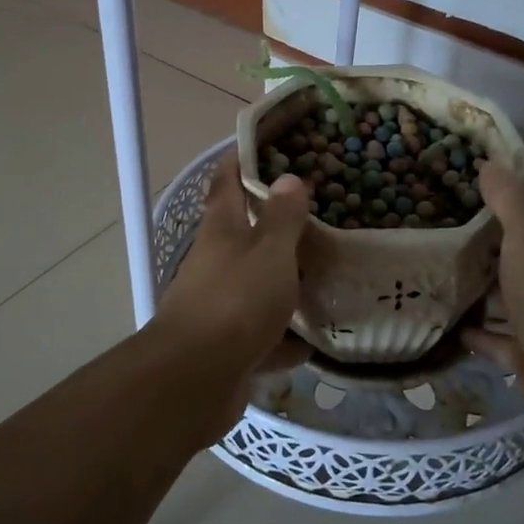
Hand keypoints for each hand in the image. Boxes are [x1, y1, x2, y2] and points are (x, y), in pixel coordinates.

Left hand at [150, 152, 310, 437]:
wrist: (196, 379)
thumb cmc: (236, 300)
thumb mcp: (269, 251)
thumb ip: (282, 217)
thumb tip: (288, 178)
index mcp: (221, 229)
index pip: (226, 181)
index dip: (241, 159)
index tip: (267, 145)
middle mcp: (216, 261)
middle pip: (244, 233)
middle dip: (275, 222)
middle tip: (319, 212)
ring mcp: (219, 304)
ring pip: (257, 283)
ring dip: (283, 281)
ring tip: (327, 273)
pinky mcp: (229, 345)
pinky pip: (263, 333)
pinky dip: (285, 336)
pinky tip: (315, 338)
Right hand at [462, 160, 523, 451]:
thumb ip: (512, 200)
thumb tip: (491, 164)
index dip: (507, 183)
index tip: (465, 170)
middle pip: (515, 246)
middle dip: (482, 232)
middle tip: (434, 218)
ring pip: (504, 291)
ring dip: (477, 282)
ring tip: (432, 267)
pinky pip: (495, 337)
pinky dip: (475, 331)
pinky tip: (447, 323)